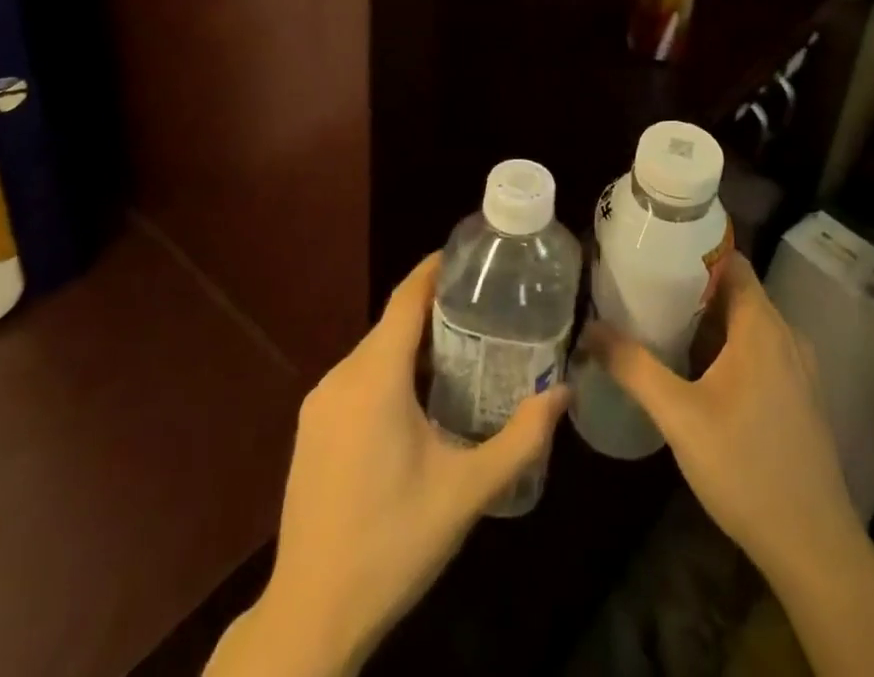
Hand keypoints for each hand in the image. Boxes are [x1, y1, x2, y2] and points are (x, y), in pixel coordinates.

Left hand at [211, 254, 568, 676]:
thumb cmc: (392, 544)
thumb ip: (520, 438)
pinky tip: (421, 399)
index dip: (436, 268)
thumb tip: (563, 392)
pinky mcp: (312, 429)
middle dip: (437, 310)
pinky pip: (358, 378)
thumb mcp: (467, 492)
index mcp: (374, 379)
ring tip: (465, 350)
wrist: (310, 617)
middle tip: (488, 310)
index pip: (406, 298)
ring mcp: (319, 404)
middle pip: (393, 323)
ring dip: (415, 344)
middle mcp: (341, 378)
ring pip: (375, 351)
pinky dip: (391, 371)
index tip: (474, 256)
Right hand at [577, 252, 863, 584]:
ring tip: (661, 325)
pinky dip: (728, 348)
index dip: (695, 250)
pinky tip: (696, 371)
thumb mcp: (678, 416)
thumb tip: (589, 330)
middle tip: (645, 290)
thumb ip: (633, 367)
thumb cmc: (744, 468)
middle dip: (692, 289)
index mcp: (762, 325)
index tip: (655, 252)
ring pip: (747, 325)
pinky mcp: (800, 397)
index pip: (731, 261)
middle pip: (736, 292)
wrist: (813, 547)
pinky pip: (760, 352)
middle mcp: (786, 335)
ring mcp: (798, 368)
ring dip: (709, 322)